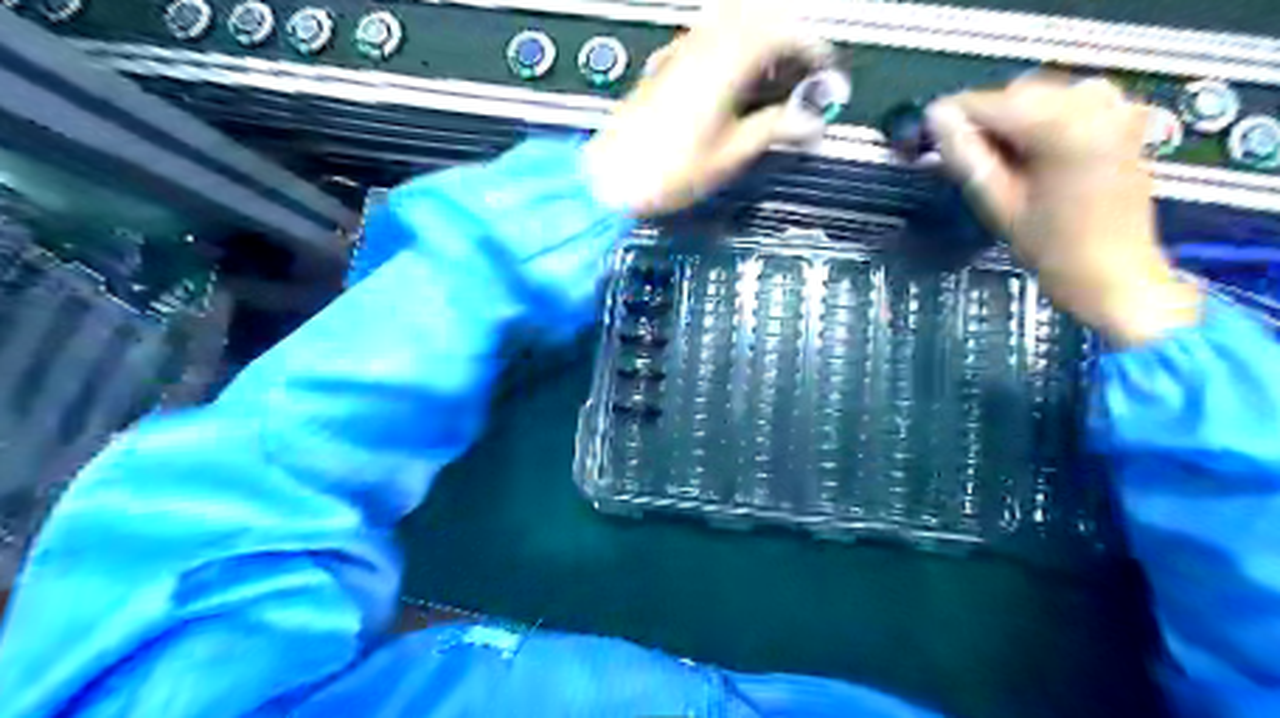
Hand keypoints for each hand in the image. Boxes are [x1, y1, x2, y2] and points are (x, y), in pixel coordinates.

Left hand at [583, 0, 829, 217]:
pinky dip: (729, 44)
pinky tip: (731, 75)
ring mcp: (679, 55)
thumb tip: (806, 121)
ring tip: (770, 69)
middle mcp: (700, 49)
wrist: (612, 179)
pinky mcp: (665, 67)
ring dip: (757, 34)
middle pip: (755, 14)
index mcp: (723, 67)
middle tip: (800, 63)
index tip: (822, 66)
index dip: (809, 47)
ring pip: (728, 19)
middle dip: (786, 34)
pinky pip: (704, 36)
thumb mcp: (729, 156)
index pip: (779, 34)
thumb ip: (772, 130)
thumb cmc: (663, 173)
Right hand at [933, 75, 1200, 347]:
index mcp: (1062, 125)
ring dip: (1010, 121)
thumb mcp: (998, 203)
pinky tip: (1027, 155)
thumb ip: (965, 156)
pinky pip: (1067, 103)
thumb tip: (936, 119)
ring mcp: (1113, 107)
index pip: (990, 102)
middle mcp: (1093, 102)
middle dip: (984, 120)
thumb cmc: (1052, 247)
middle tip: (959, 157)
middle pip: (1017, 93)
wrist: (1113, 271)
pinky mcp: (1120, 118)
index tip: (926, 135)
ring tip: (994, 161)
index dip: (953, 118)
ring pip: (1040, 96)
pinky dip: (1039, 122)